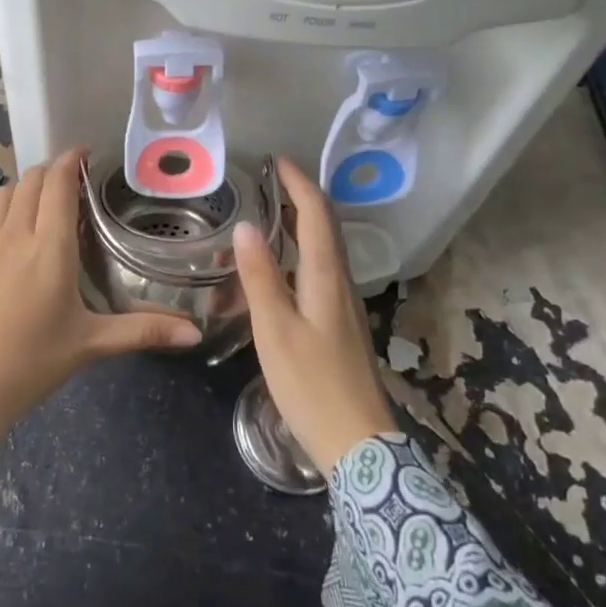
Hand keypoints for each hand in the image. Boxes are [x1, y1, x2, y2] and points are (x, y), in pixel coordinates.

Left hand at [0, 148, 201, 447]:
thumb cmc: (33, 364)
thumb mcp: (92, 345)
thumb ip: (144, 331)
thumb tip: (195, 332)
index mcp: (50, 248)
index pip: (59, 186)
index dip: (70, 161)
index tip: (83, 154)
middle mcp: (14, 237)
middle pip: (28, 184)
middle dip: (47, 173)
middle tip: (64, 182)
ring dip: (15, 190)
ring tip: (29, 198)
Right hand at [233, 157, 397, 474]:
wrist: (359, 445)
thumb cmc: (313, 385)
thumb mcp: (276, 331)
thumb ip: (260, 278)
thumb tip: (246, 226)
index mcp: (326, 278)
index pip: (317, 215)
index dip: (299, 184)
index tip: (277, 161)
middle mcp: (340, 283)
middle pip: (326, 228)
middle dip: (302, 197)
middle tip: (270, 182)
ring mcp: (343, 305)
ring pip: (324, 250)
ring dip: (301, 224)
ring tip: (269, 215)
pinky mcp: (340, 325)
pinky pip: (319, 272)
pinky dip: (300, 254)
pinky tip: (279, 269)